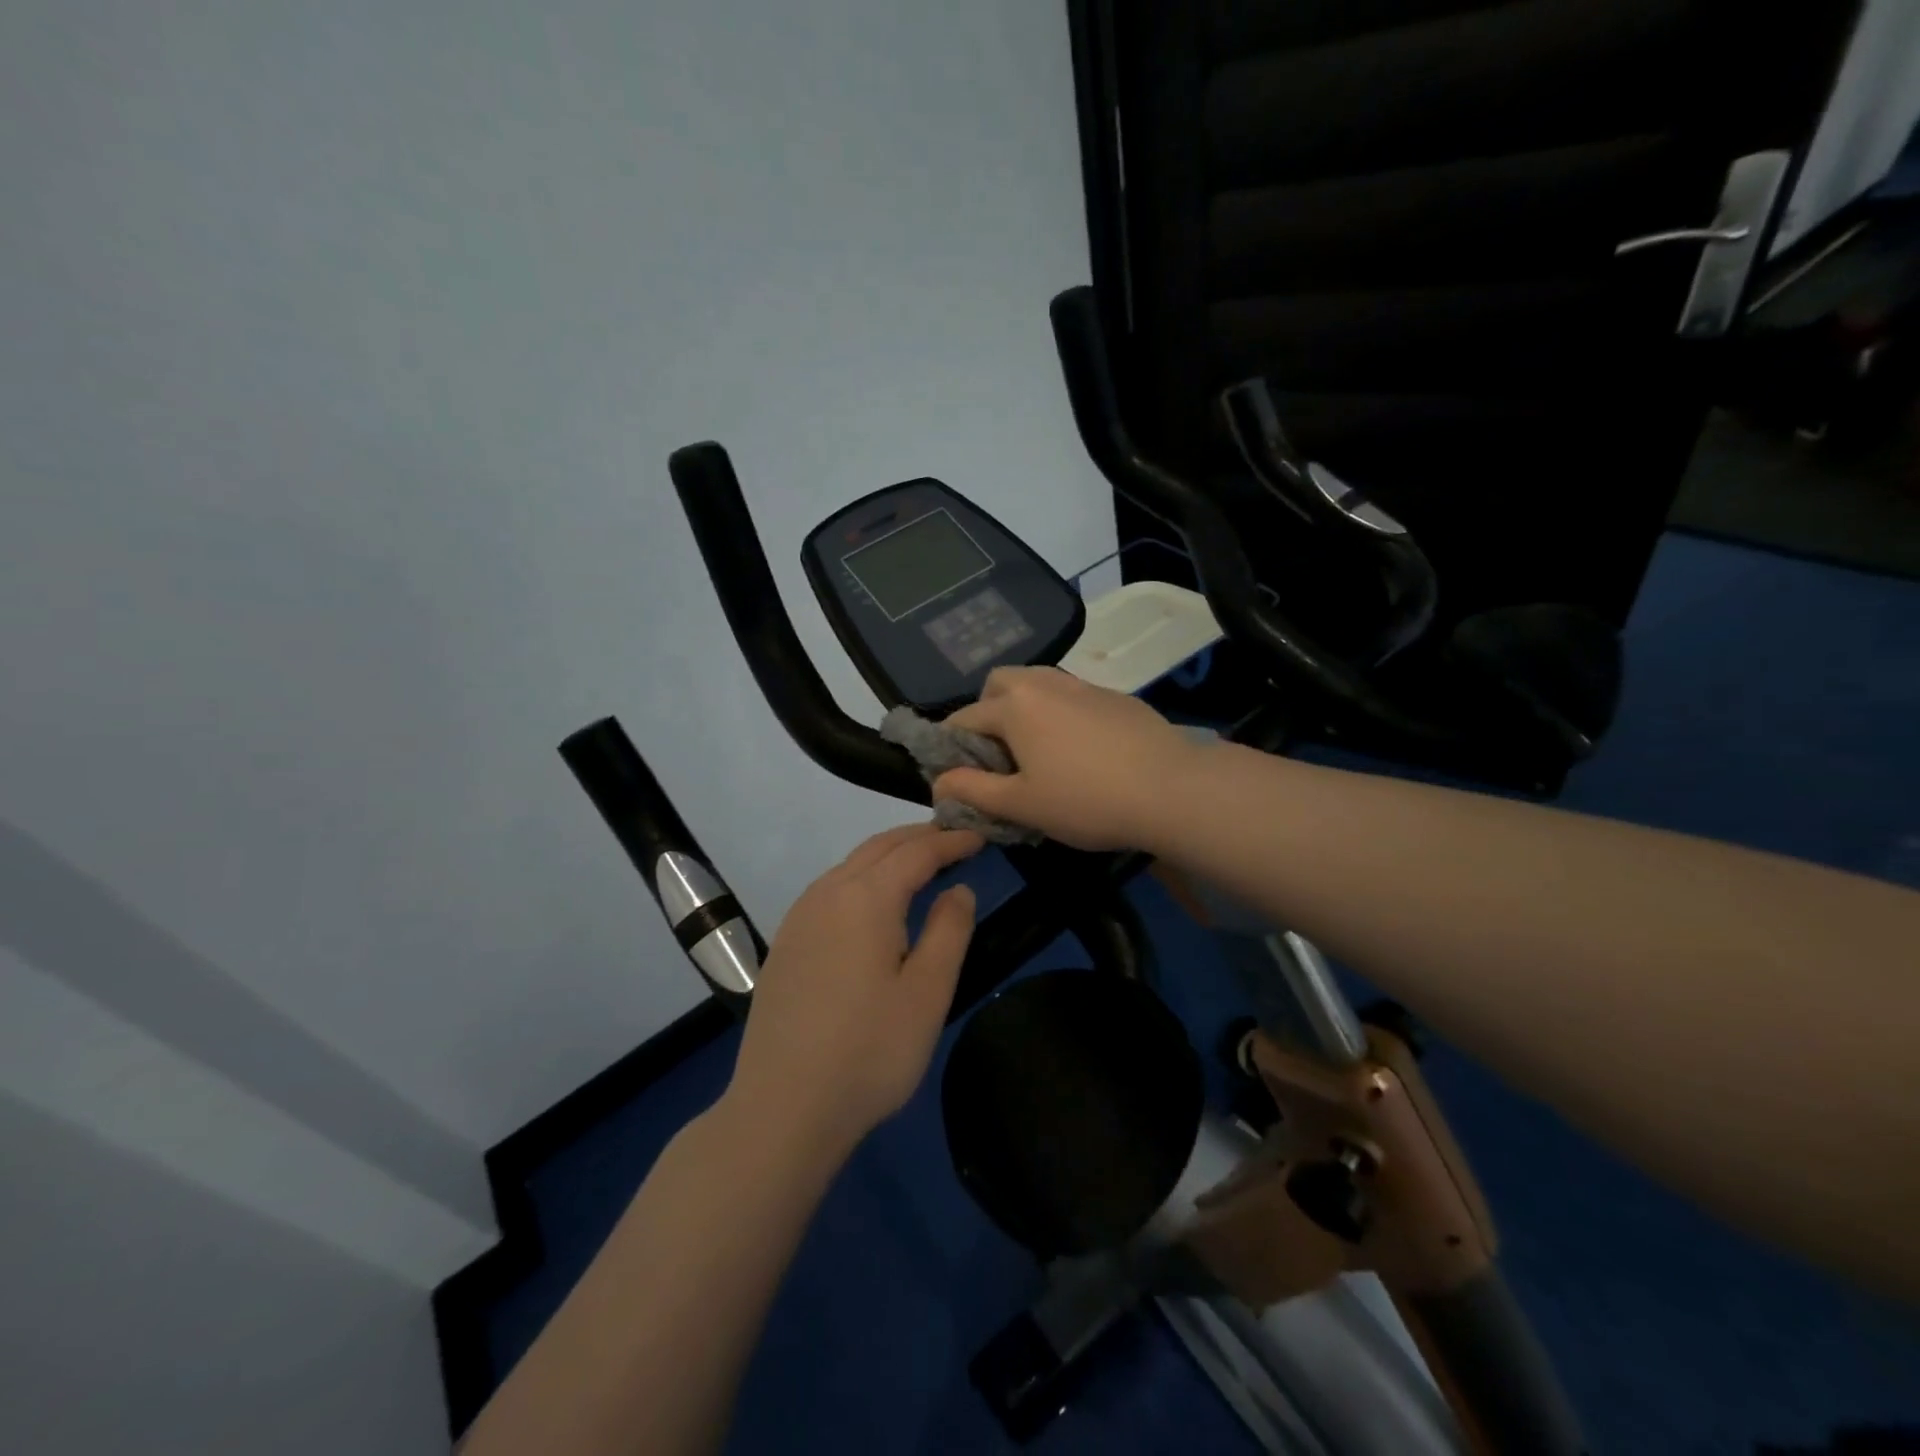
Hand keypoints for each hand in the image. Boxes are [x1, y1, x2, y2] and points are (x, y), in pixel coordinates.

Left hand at [728, 824, 983, 1154]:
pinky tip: (873, 902)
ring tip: (920, 864)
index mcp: (865, 898)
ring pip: (850, 865)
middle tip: (954, 839)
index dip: (950, 841)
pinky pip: (830, 889)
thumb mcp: (927, 993)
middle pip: (878, 848)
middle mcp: (827, 894)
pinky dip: (862, 877)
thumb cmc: (869, 1052)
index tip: (980, 837)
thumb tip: (958, 889)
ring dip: (888, 855)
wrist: (782, 1108)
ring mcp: (799, 918)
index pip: (916, 852)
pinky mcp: (786, 944)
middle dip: (919, 837)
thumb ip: (949, 931)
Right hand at [933, 667, 1204, 850]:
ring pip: (1036, 683)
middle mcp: (1043, 683)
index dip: (951, 749)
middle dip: (986, 712)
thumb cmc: (1086, 801)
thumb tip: (938, 783)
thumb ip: (973, 790)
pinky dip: (1058, 712)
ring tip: (1037, 750)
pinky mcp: (1113, 695)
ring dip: (1023, 708)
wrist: (1172, 789)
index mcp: (1014, 706)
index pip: (963, 719)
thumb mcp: (1021, 805)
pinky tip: (1079, 748)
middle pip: (998, 683)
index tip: (957, 776)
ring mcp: (1082, 685)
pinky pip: (1070, 694)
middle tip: (999, 756)